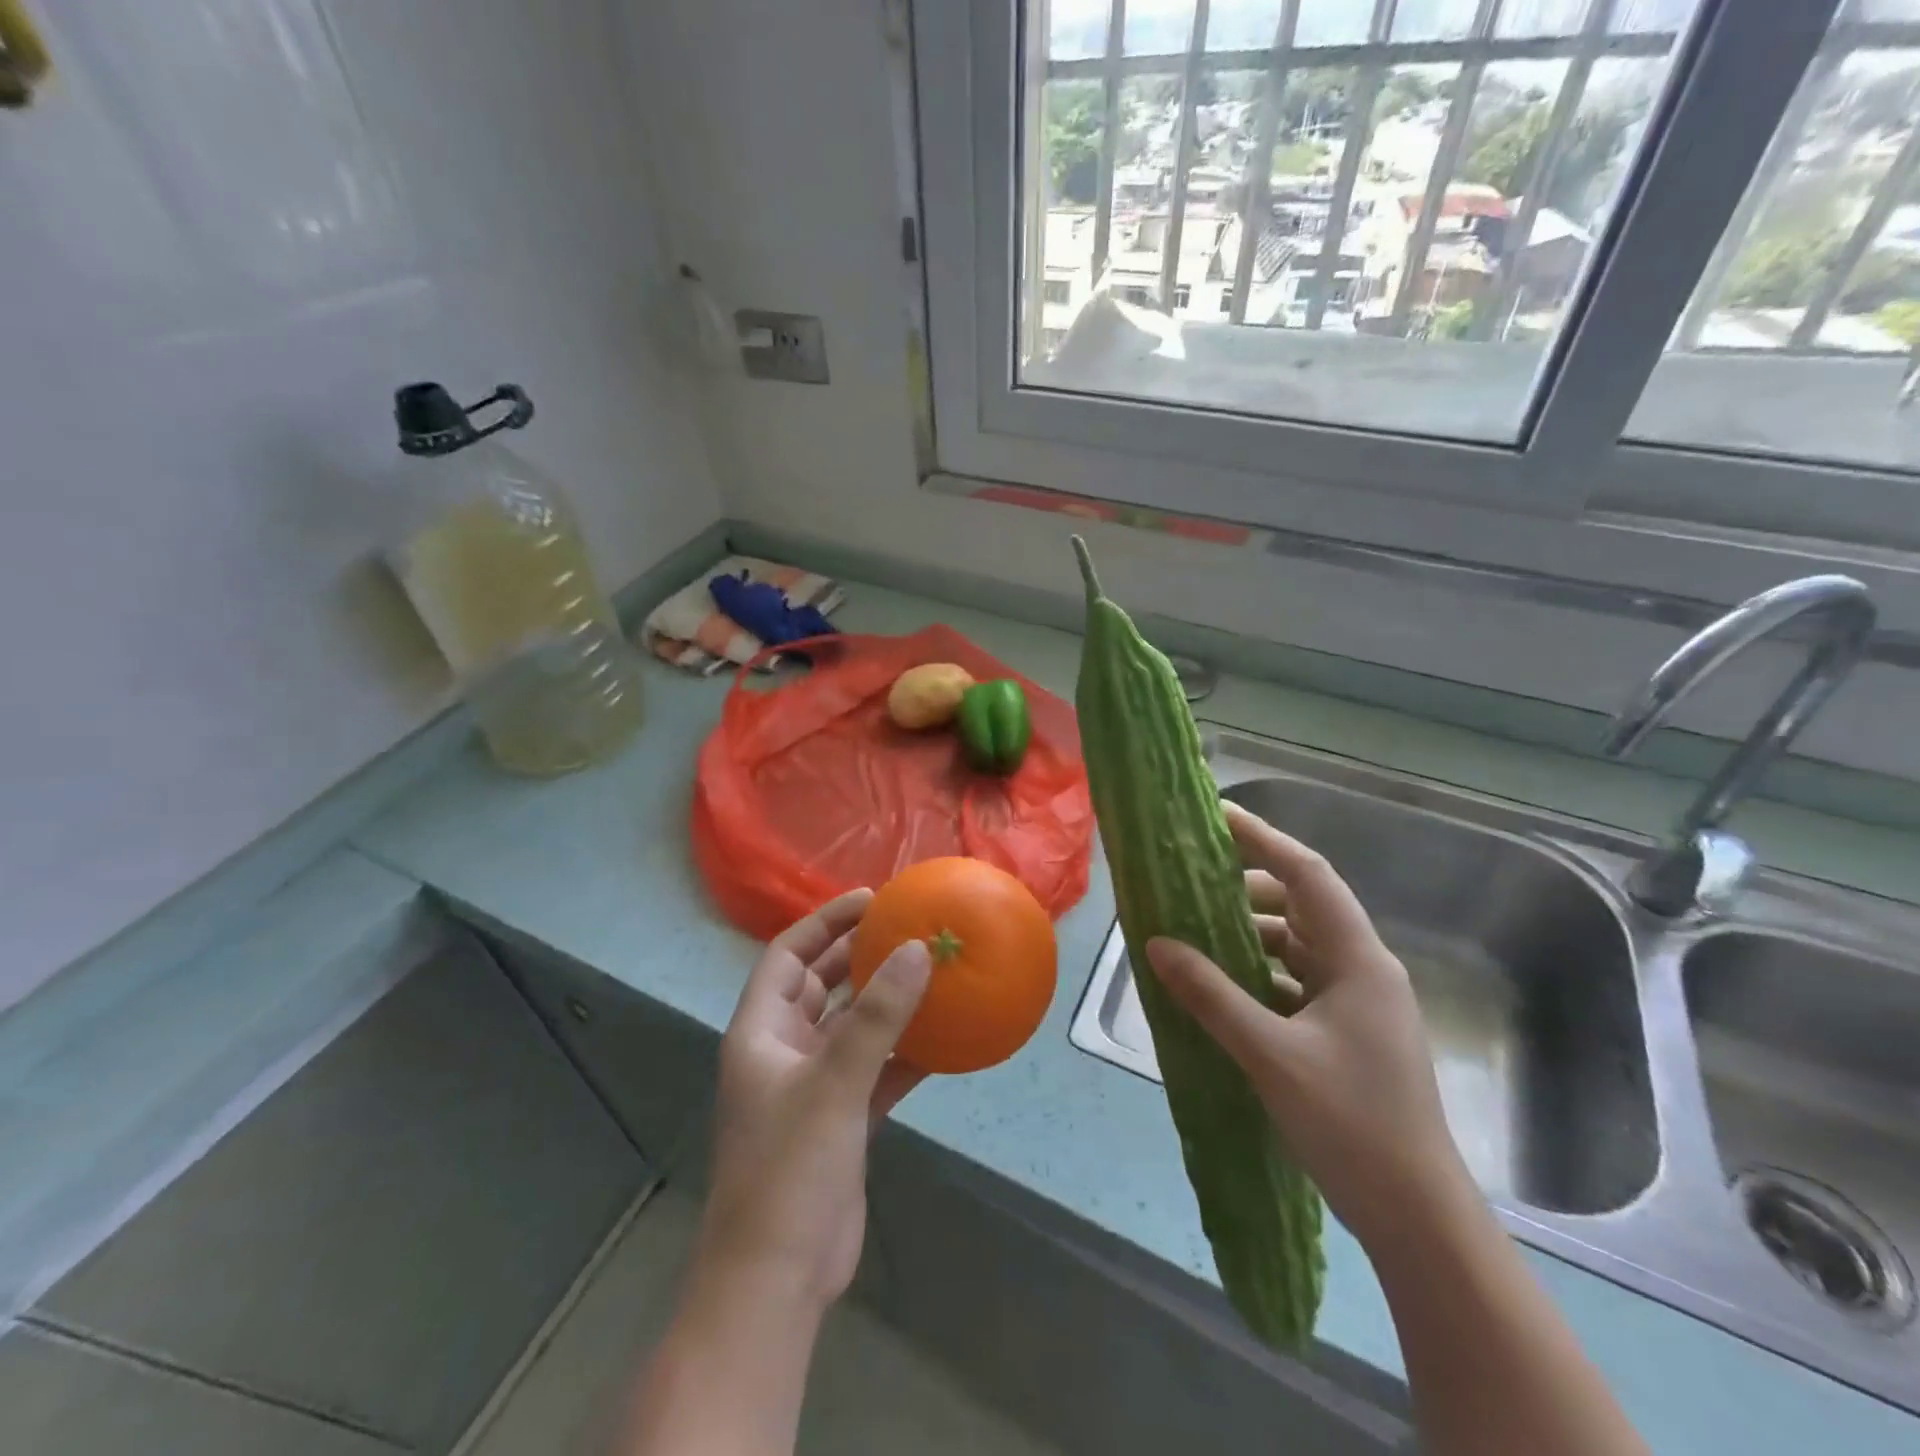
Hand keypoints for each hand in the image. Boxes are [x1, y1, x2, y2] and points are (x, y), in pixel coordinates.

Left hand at [697, 889, 931, 1315]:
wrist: (777, 1280)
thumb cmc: (789, 1168)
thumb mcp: (834, 1082)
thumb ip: (877, 1016)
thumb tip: (917, 949)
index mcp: (761, 1032)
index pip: (787, 955)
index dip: (824, 922)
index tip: (870, 900)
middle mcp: (784, 1051)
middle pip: (819, 984)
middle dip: (857, 954)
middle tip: (905, 928)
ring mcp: (814, 1087)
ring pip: (852, 1026)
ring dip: (886, 1002)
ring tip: (929, 971)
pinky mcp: (842, 1120)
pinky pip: (876, 1069)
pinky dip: (904, 1052)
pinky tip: (944, 1039)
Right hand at [1144, 802, 1469, 1249]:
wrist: (1416, 1215)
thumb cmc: (1351, 1124)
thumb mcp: (1270, 1054)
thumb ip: (1211, 995)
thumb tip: (1157, 943)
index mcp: (1358, 960)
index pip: (1308, 875)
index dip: (1263, 839)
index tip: (1216, 817)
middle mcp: (1362, 970)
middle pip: (1302, 905)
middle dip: (1247, 888)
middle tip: (1193, 880)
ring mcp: (1357, 1004)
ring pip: (1296, 946)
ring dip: (1250, 935)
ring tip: (1196, 933)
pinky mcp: (1347, 1034)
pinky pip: (1295, 982)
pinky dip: (1258, 975)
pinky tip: (1221, 988)